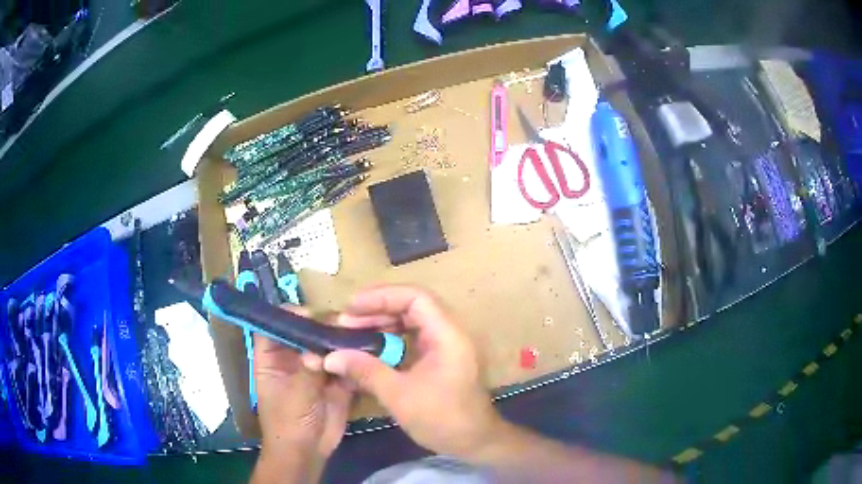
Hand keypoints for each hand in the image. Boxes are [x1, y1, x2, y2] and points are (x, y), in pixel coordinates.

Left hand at [253, 309, 352, 458]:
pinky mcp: (336, 380)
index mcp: (273, 358)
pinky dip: (356, 358)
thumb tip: (319, 351)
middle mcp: (294, 358)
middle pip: (306, 332)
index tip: (310, 314)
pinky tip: (371, 350)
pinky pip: (346, 363)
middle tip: (344, 322)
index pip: (274, 326)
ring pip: (328, 346)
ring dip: (342, 340)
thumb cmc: (288, 424)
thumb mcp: (294, 397)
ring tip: (361, 333)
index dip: (288, 316)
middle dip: (323, 326)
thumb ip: (307, 372)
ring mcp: (316, 368)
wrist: (308, 452)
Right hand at [306, 286, 504, 459]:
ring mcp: (447, 345)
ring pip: (412, 321)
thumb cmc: (442, 419)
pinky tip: (371, 349)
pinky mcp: (441, 358)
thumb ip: (365, 371)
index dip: (381, 296)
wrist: (474, 442)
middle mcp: (450, 332)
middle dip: (377, 310)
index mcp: (448, 334)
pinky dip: (392, 339)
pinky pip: (414, 338)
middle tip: (346, 321)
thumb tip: (330, 357)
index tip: (351, 307)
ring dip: (382, 324)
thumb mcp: (399, 395)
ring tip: (352, 332)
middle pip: (413, 306)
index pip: (415, 298)